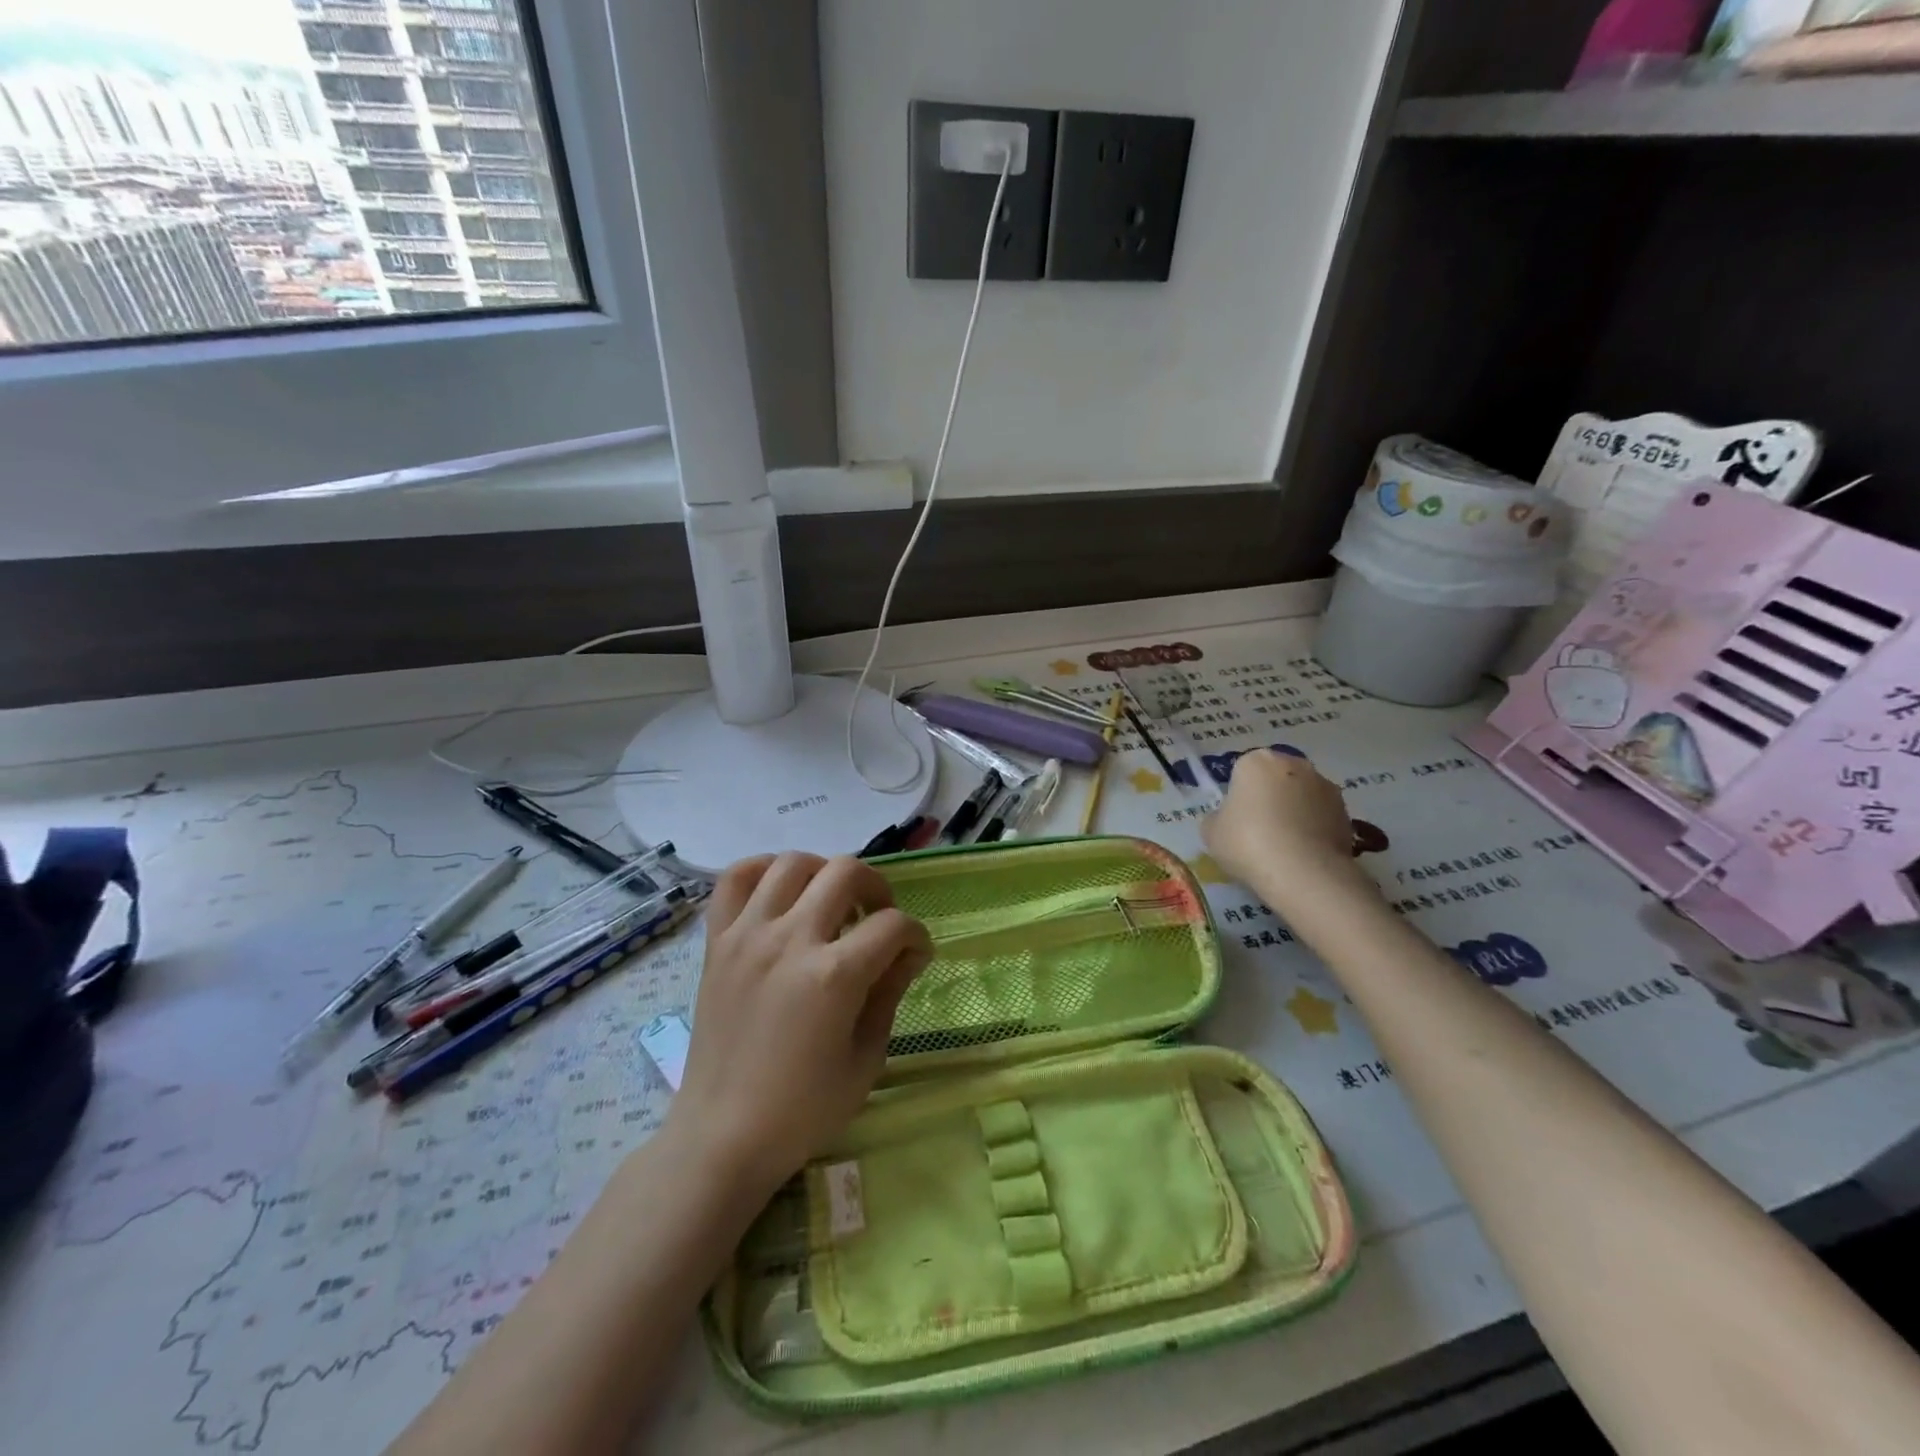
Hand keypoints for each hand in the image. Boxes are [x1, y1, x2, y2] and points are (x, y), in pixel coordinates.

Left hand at [668, 853, 932, 1198]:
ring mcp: (748, 935)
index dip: (916, 936)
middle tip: (878, 918)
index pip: (894, 925)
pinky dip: (762, 870)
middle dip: (877, 888)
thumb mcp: (866, 1058)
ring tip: (830, 901)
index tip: (916, 954)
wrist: (722, 1136)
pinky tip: (780, 891)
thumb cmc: (803, 1109)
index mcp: (834, 976)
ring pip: (792, 863)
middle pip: (846, 872)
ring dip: (823, 873)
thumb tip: (907, 952)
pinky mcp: (716, 942)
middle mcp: (790, 940)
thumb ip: (889, 992)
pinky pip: (734, 879)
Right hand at [1203, 751, 1372, 902]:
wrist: (1303, 873)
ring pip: (1301, 796)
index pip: (1242, 771)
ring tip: (1285, 847)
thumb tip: (1229, 819)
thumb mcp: (1211, 832)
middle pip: (1276, 779)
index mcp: (1257, 760)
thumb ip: (1218, 817)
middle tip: (1258, 831)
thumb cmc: (1248, 842)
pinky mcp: (1347, 813)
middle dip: (1269, 798)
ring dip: (1295, 812)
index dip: (1238, 796)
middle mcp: (1295, 764)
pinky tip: (1304, 855)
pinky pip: (1321, 817)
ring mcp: (1326, 787)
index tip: (1236, 820)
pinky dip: (1313, 830)